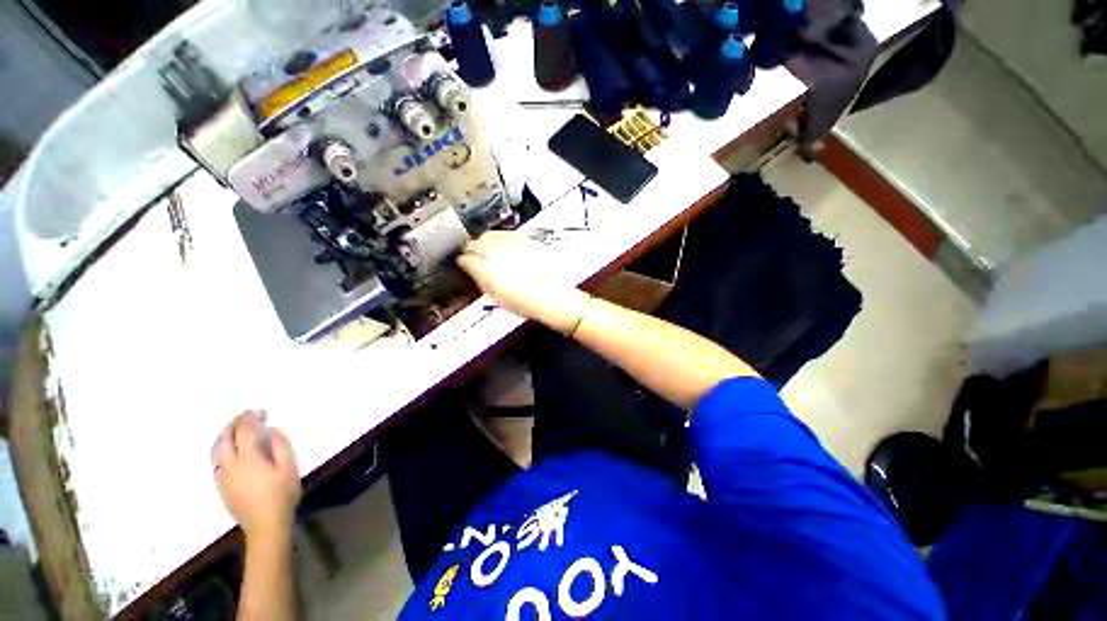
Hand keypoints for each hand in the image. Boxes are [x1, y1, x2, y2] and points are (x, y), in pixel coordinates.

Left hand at [212, 411, 301, 542]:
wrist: (265, 525)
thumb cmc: (282, 494)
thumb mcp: (289, 467)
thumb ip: (281, 446)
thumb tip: (271, 431)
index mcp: (248, 459)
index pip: (244, 432)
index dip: (250, 419)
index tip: (258, 411)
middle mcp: (230, 465)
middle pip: (225, 439)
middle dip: (234, 424)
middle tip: (245, 415)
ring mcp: (222, 476)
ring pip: (217, 450)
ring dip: (225, 436)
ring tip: (234, 429)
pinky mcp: (221, 486)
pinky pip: (217, 461)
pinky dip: (222, 449)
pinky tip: (230, 450)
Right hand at [457, 231, 589, 332]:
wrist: (552, 297)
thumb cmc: (527, 301)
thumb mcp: (495, 296)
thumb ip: (479, 278)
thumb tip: (470, 268)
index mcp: (486, 268)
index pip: (465, 257)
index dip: (463, 261)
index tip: (464, 264)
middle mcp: (498, 251)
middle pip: (475, 242)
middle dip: (472, 249)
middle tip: (474, 257)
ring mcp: (513, 244)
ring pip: (490, 235)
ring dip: (485, 242)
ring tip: (489, 253)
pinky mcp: (526, 241)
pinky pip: (506, 234)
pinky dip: (501, 239)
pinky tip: (504, 249)